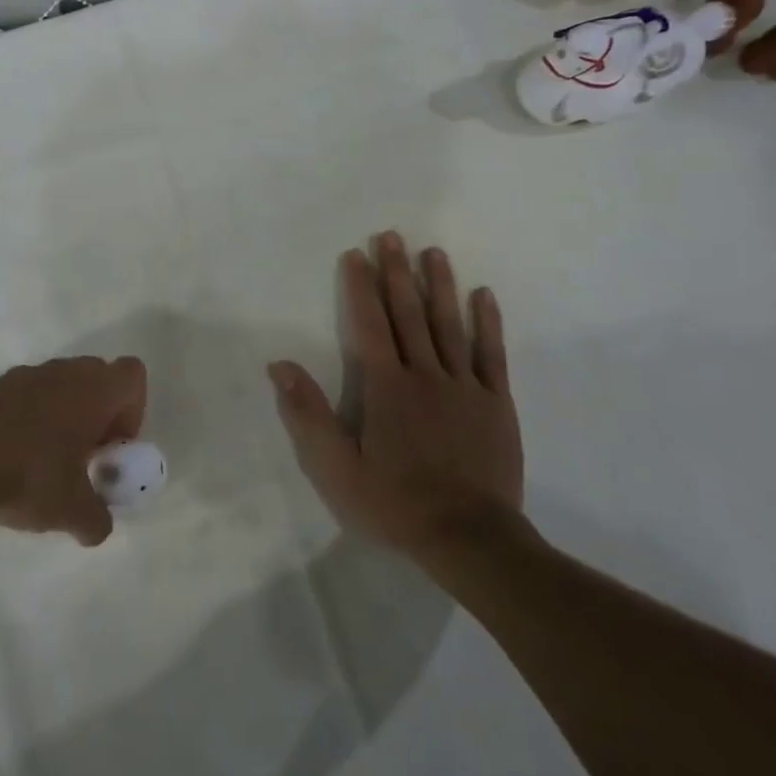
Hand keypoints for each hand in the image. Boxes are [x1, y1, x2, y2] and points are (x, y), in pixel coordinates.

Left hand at [0, 357, 147, 545]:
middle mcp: (61, 373)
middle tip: (83, 457)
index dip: (133, 411)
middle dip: (96, 414)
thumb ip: (96, 520)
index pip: (133, 376)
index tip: (113, 447)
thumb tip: (98, 528)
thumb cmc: (26, 475)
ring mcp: (21, 375)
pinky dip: (22, 421)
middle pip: (96, 377)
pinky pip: (20, 397)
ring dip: (59, 416)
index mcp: (92, 391)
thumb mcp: (71, 512)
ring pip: (56, 386)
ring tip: (40, 464)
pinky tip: (5, 460)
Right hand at [269, 232, 522, 563]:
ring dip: (439, 285)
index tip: (355, 254)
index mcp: (386, 387)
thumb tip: (280, 365)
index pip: (369, 324)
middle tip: (391, 235)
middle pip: (408, 313)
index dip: (360, 287)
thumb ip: (308, 414)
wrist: (471, 540)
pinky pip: (492, 355)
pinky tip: (484, 295)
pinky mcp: (496, 403)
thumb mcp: (336, 468)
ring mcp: (465, 386)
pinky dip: (488, 323)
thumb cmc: (396, 503)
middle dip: (396, 272)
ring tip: (433, 252)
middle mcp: (425, 374)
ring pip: (450, 325)